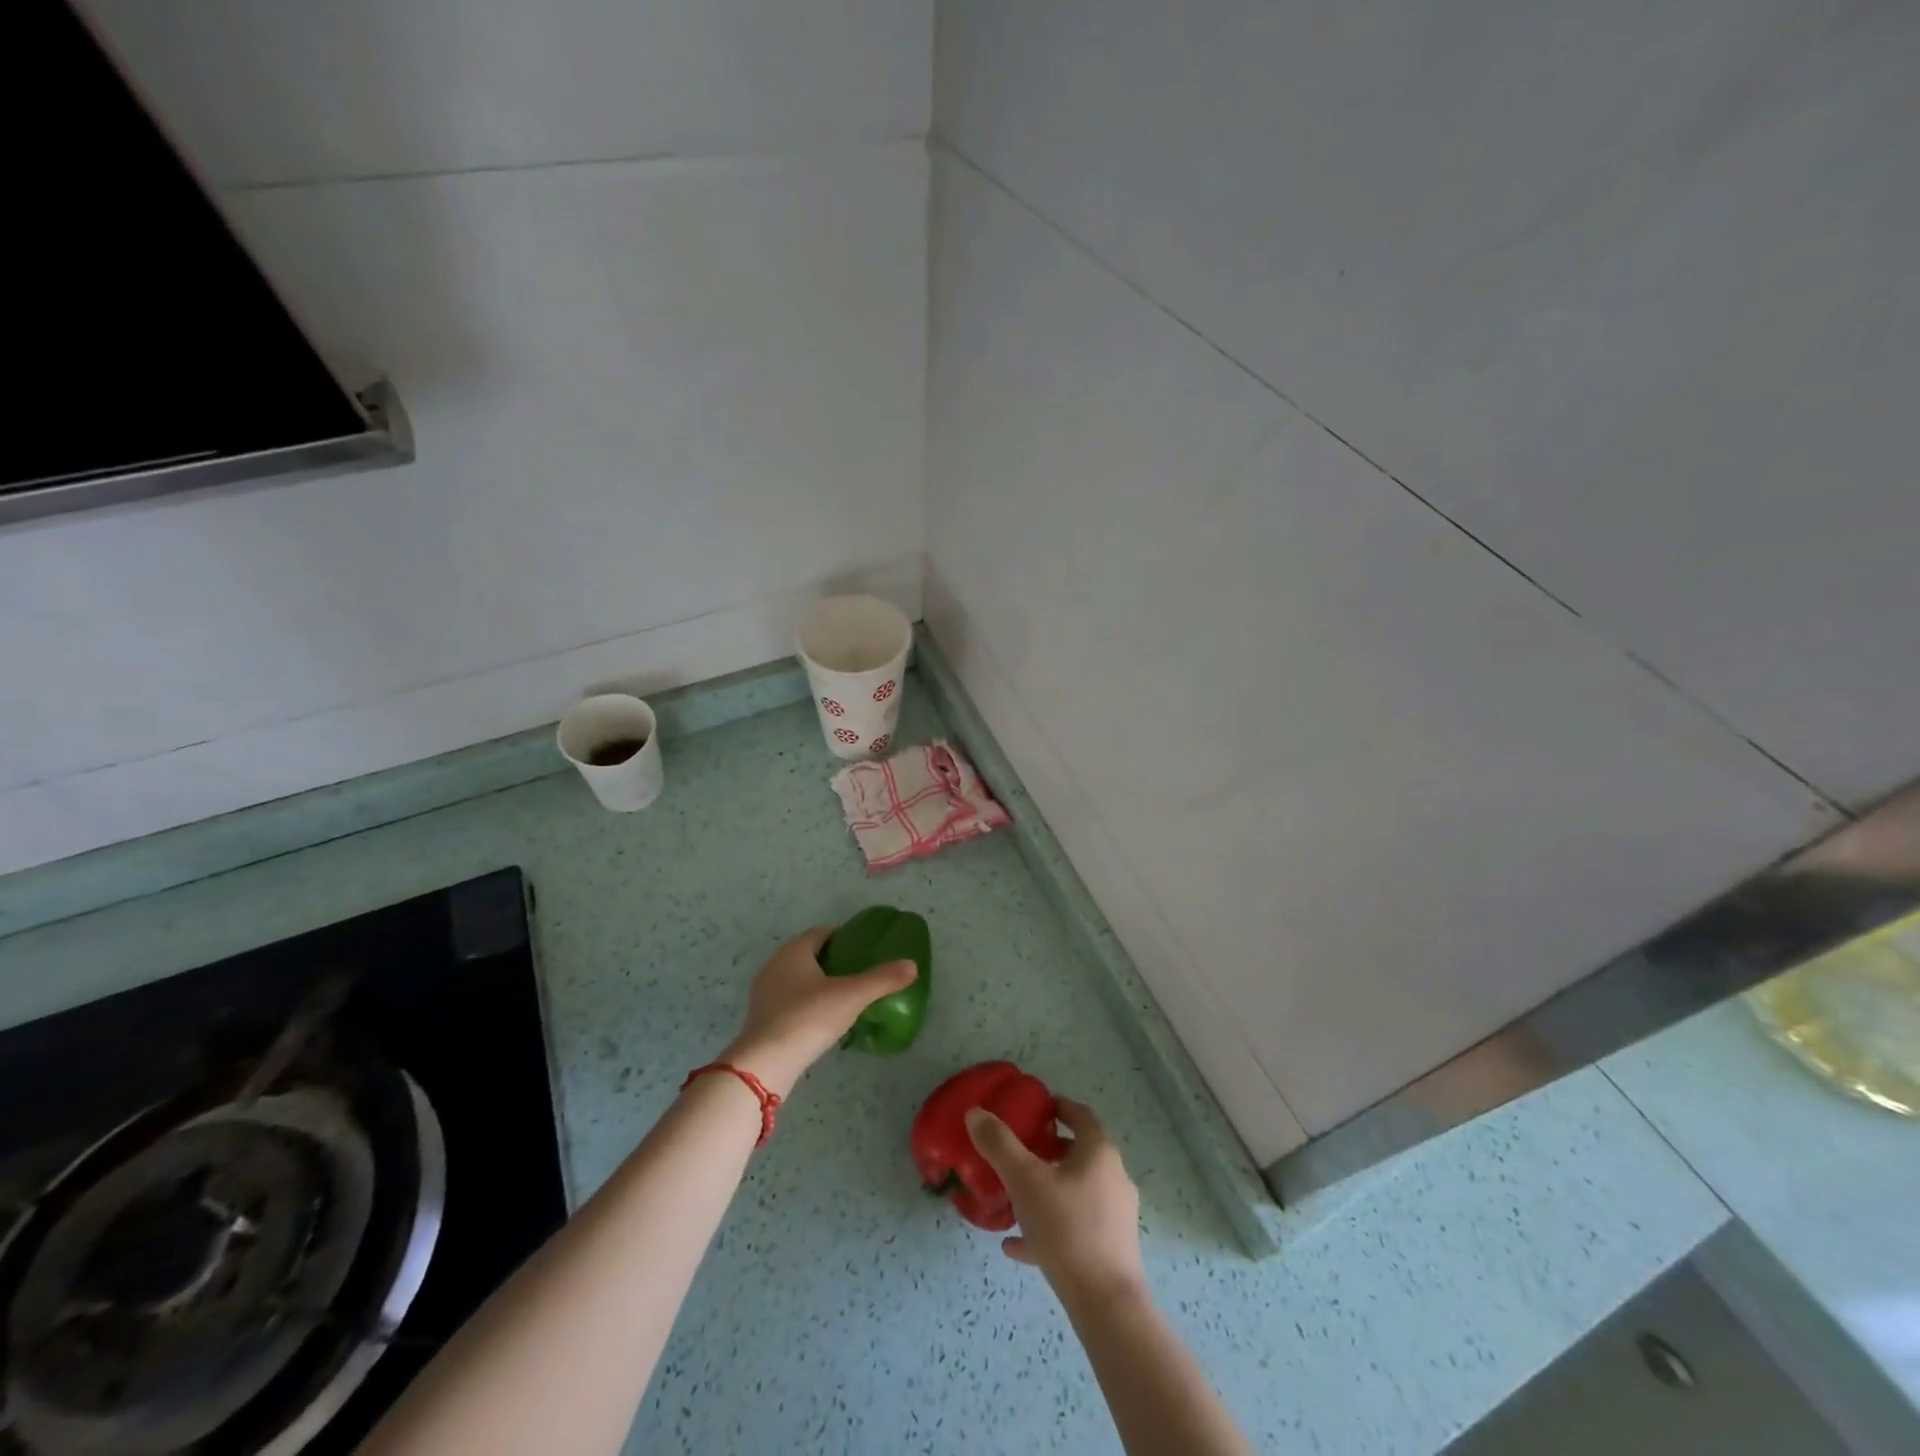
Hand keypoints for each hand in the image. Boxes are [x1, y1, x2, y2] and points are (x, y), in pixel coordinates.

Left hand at [719, 927, 915, 1096]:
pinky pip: (789, 999)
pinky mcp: (761, 1016)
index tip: (864, 949)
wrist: (765, 1063)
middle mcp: (775, 964)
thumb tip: (912, 965)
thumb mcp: (852, 996)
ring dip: (818, 982)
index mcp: (794, 950)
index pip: (822, 932)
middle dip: (832, 960)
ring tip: (844, 997)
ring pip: (797, 977)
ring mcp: (764, 991)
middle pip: (809, 954)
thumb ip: (882, 979)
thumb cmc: (808, 1018)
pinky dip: (806, 1002)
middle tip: (859, 973)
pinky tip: (822, 1019)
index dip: (844, 937)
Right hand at [965, 1098, 1145, 1307]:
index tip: (1035, 1108)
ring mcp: (1115, 1215)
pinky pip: (1075, 1228)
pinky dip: (1049, 1227)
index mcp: (1099, 1152)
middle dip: (1048, 1150)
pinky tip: (1016, 1246)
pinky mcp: (1111, 1249)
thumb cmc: (1067, 1229)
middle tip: (1018, 1152)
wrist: (1106, 1305)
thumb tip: (976, 1112)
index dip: (1058, 1106)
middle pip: (1079, 1153)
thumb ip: (999, 1145)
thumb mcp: (1024, 1181)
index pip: (1080, 1115)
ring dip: (1046, 1189)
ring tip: (1013, 1198)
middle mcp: (1113, 1177)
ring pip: (1075, 1191)